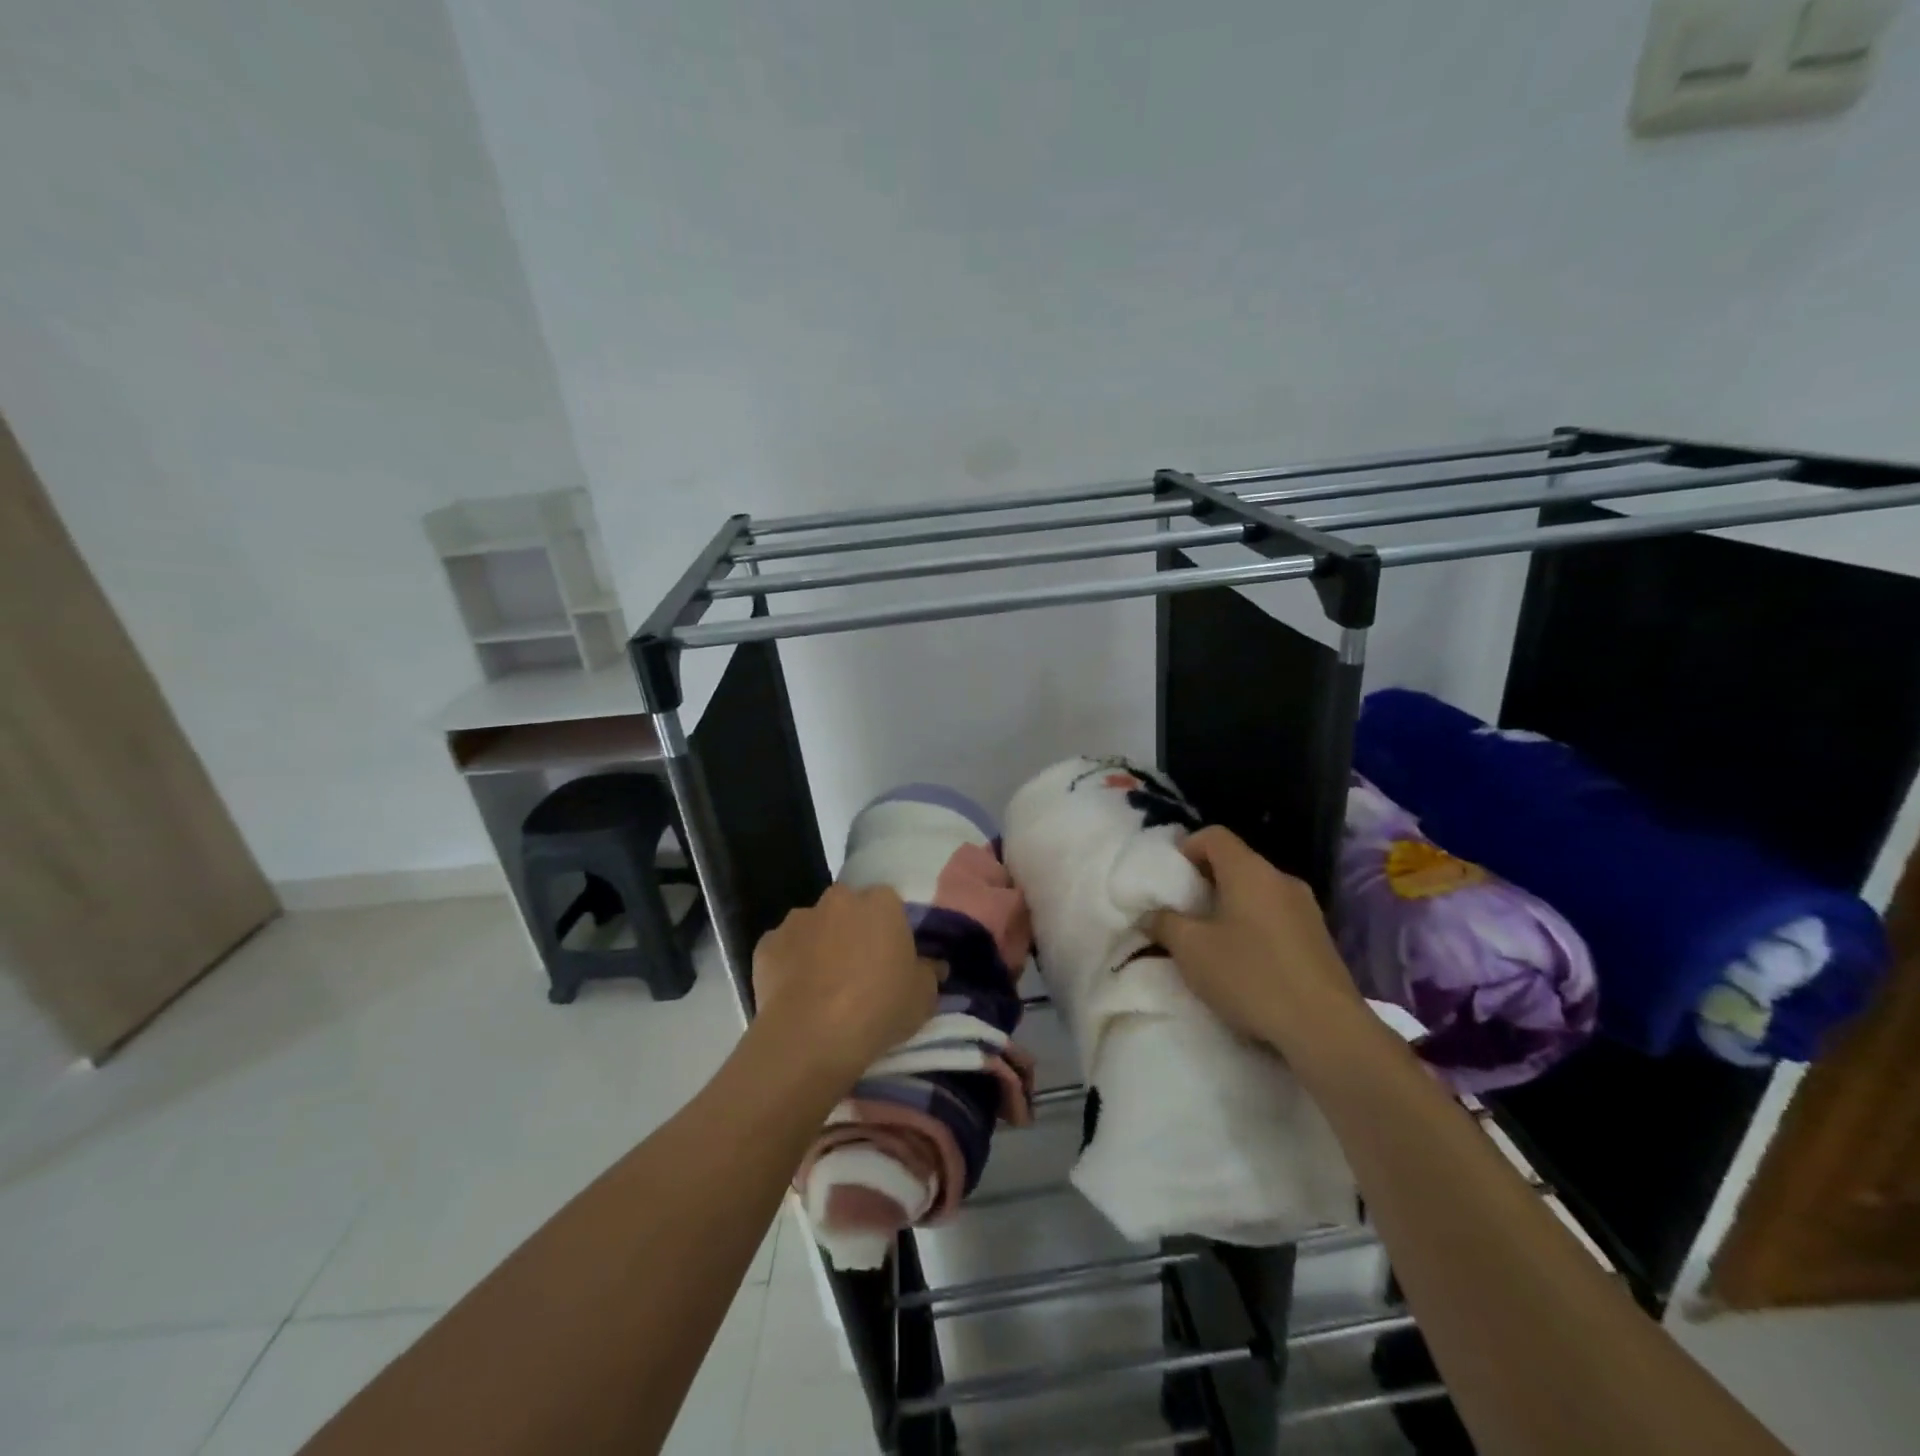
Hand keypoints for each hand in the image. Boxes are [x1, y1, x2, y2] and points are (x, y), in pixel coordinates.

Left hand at [752, 883, 937, 1083]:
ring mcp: (797, 919)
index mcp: (881, 903)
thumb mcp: (923, 998)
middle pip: (849, 909)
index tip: (891, 958)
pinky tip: (796, 994)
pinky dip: (789, 964)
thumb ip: (929, 973)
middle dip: (853, 930)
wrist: (811, 1036)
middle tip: (859, 970)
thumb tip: (933, 964)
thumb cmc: (878, 1009)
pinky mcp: (766, 944)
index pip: (889, 904)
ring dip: (819, 945)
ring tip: (823, 986)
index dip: (890, 930)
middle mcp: (838, 900)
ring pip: (814, 926)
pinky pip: (784, 949)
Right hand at [1149, 827, 1366, 1054]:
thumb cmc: (1250, 976)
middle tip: (1184, 912)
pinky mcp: (1320, 939)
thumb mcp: (1191, 950)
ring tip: (1212, 941)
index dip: (1186, 847)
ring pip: (1258, 892)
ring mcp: (1307, 909)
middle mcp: (1281, 879)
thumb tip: (1152, 914)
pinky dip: (1255, 927)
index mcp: (1249, 871)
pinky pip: (1277, 917)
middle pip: (1237, 863)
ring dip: (1231, 907)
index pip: (1214, 835)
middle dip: (1206, 882)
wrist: (1325, 1029)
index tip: (1171, 879)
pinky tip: (1246, 963)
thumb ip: (1164, 923)